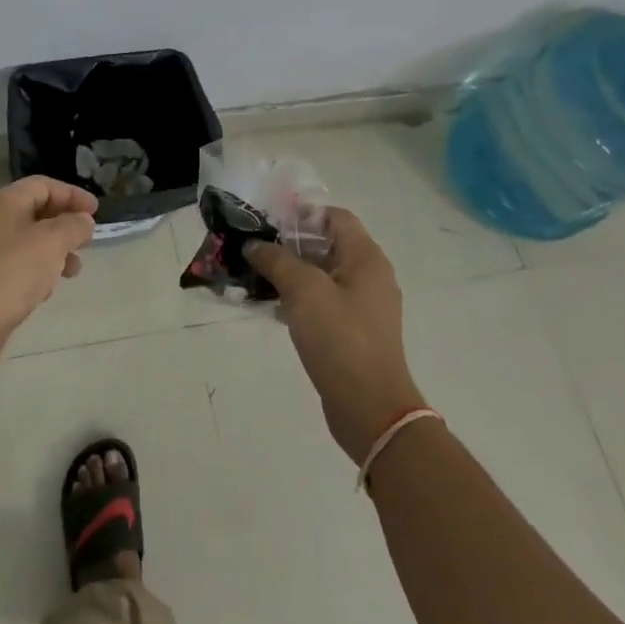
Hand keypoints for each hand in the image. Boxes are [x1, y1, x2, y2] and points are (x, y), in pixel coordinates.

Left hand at [0, 176, 97, 365]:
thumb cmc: (14, 270)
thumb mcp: (53, 241)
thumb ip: (73, 225)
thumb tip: (83, 221)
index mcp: (5, 201)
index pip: (43, 185)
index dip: (72, 194)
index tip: (96, 211)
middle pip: (36, 211)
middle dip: (65, 224)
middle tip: (87, 240)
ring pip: (30, 241)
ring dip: (56, 251)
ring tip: (74, 271)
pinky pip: (20, 264)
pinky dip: (39, 271)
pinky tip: (48, 290)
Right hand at [245, 208, 424, 463]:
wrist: (370, 409)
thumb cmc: (340, 339)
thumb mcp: (303, 290)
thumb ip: (276, 260)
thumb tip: (254, 244)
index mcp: (366, 258)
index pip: (334, 217)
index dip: (301, 213)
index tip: (267, 221)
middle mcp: (370, 275)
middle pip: (326, 244)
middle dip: (289, 243)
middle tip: (254, 247)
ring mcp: (363, 305)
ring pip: (322, 274)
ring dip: (290, 272)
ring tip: (255, 275)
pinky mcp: (354, 331)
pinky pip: (323, 301)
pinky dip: (299, 298)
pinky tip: (272, 307)